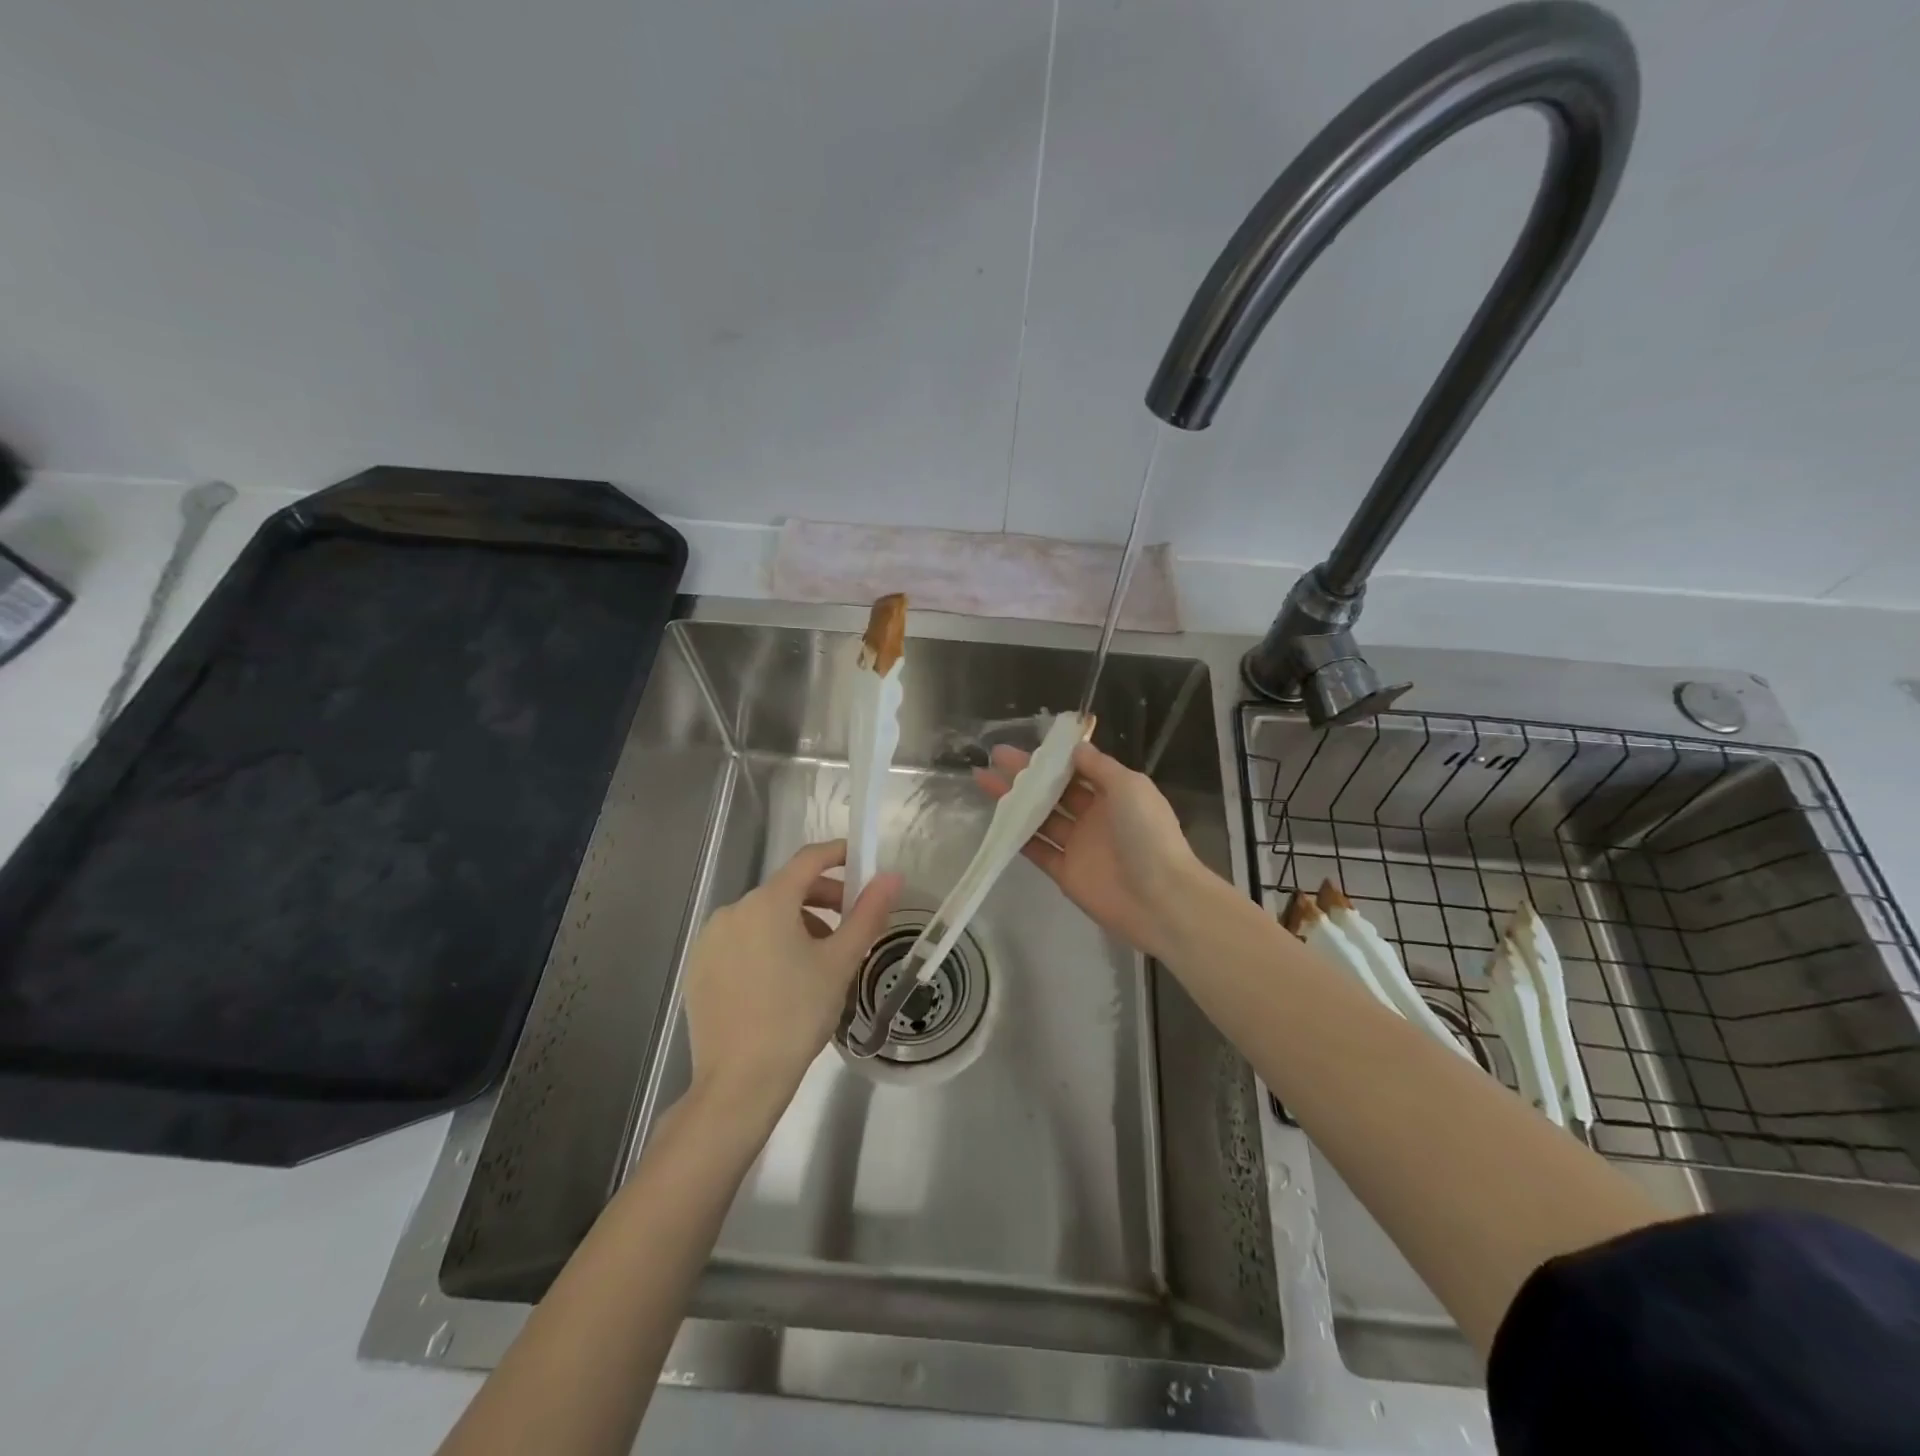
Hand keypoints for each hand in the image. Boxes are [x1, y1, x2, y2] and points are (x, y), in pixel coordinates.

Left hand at [681, 840, 901, 1123]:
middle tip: (850, 926)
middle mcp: (733, 910)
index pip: (809, 860)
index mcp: (768, 902)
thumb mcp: (840, 962)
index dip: (838, 855)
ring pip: (763, 917)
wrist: (739, 1083)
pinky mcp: (698, 968)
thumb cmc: (797, 1015)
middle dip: (822, 899)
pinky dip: (767, 946)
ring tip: (819, 961)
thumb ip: (868, 913)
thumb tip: (892, 876)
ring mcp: (710, 940)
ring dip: (795, 925)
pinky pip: (741, 941)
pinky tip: (782, 982)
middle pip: (786, 889)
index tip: (862, 863)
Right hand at [974, 741, 1208, 960]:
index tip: (1026, 744)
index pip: (1077, 769)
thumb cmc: (1147, 834)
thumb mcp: (1129, 786)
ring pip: (1040, 817)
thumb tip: (1075, 747)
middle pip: (1054, 791)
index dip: (1052, 757)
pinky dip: (1017, 836)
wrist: (1159, 898)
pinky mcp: (1065, 872)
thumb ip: (1099, 766)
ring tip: (984, 780)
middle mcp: (1095, 816)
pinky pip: (1037, 850)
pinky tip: (996, 819)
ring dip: (1015, 800)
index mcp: (1114, 793)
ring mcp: (1078, 845)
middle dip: (1026, 774)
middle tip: (995, 757)